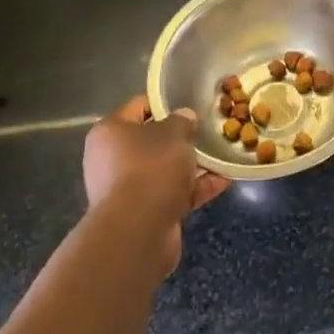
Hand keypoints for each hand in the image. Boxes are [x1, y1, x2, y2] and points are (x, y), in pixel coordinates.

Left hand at [82, 96, 228, 274]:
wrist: (138, 231)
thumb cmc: (151, 168)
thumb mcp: (174, 132)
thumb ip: (182, 121)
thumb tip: (185, 118)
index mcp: (110, 132)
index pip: (138, 107)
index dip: (164, 103)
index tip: (190, 103)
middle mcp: (112, 159)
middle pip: (151, 141)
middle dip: (181, 138)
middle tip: (208, 130)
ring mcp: (127, 189)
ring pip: (164, 169)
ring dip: (192, 165)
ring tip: (222, 155)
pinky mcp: (143, 213)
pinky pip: (172, 193)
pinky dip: (195, 188)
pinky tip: (224, 181)